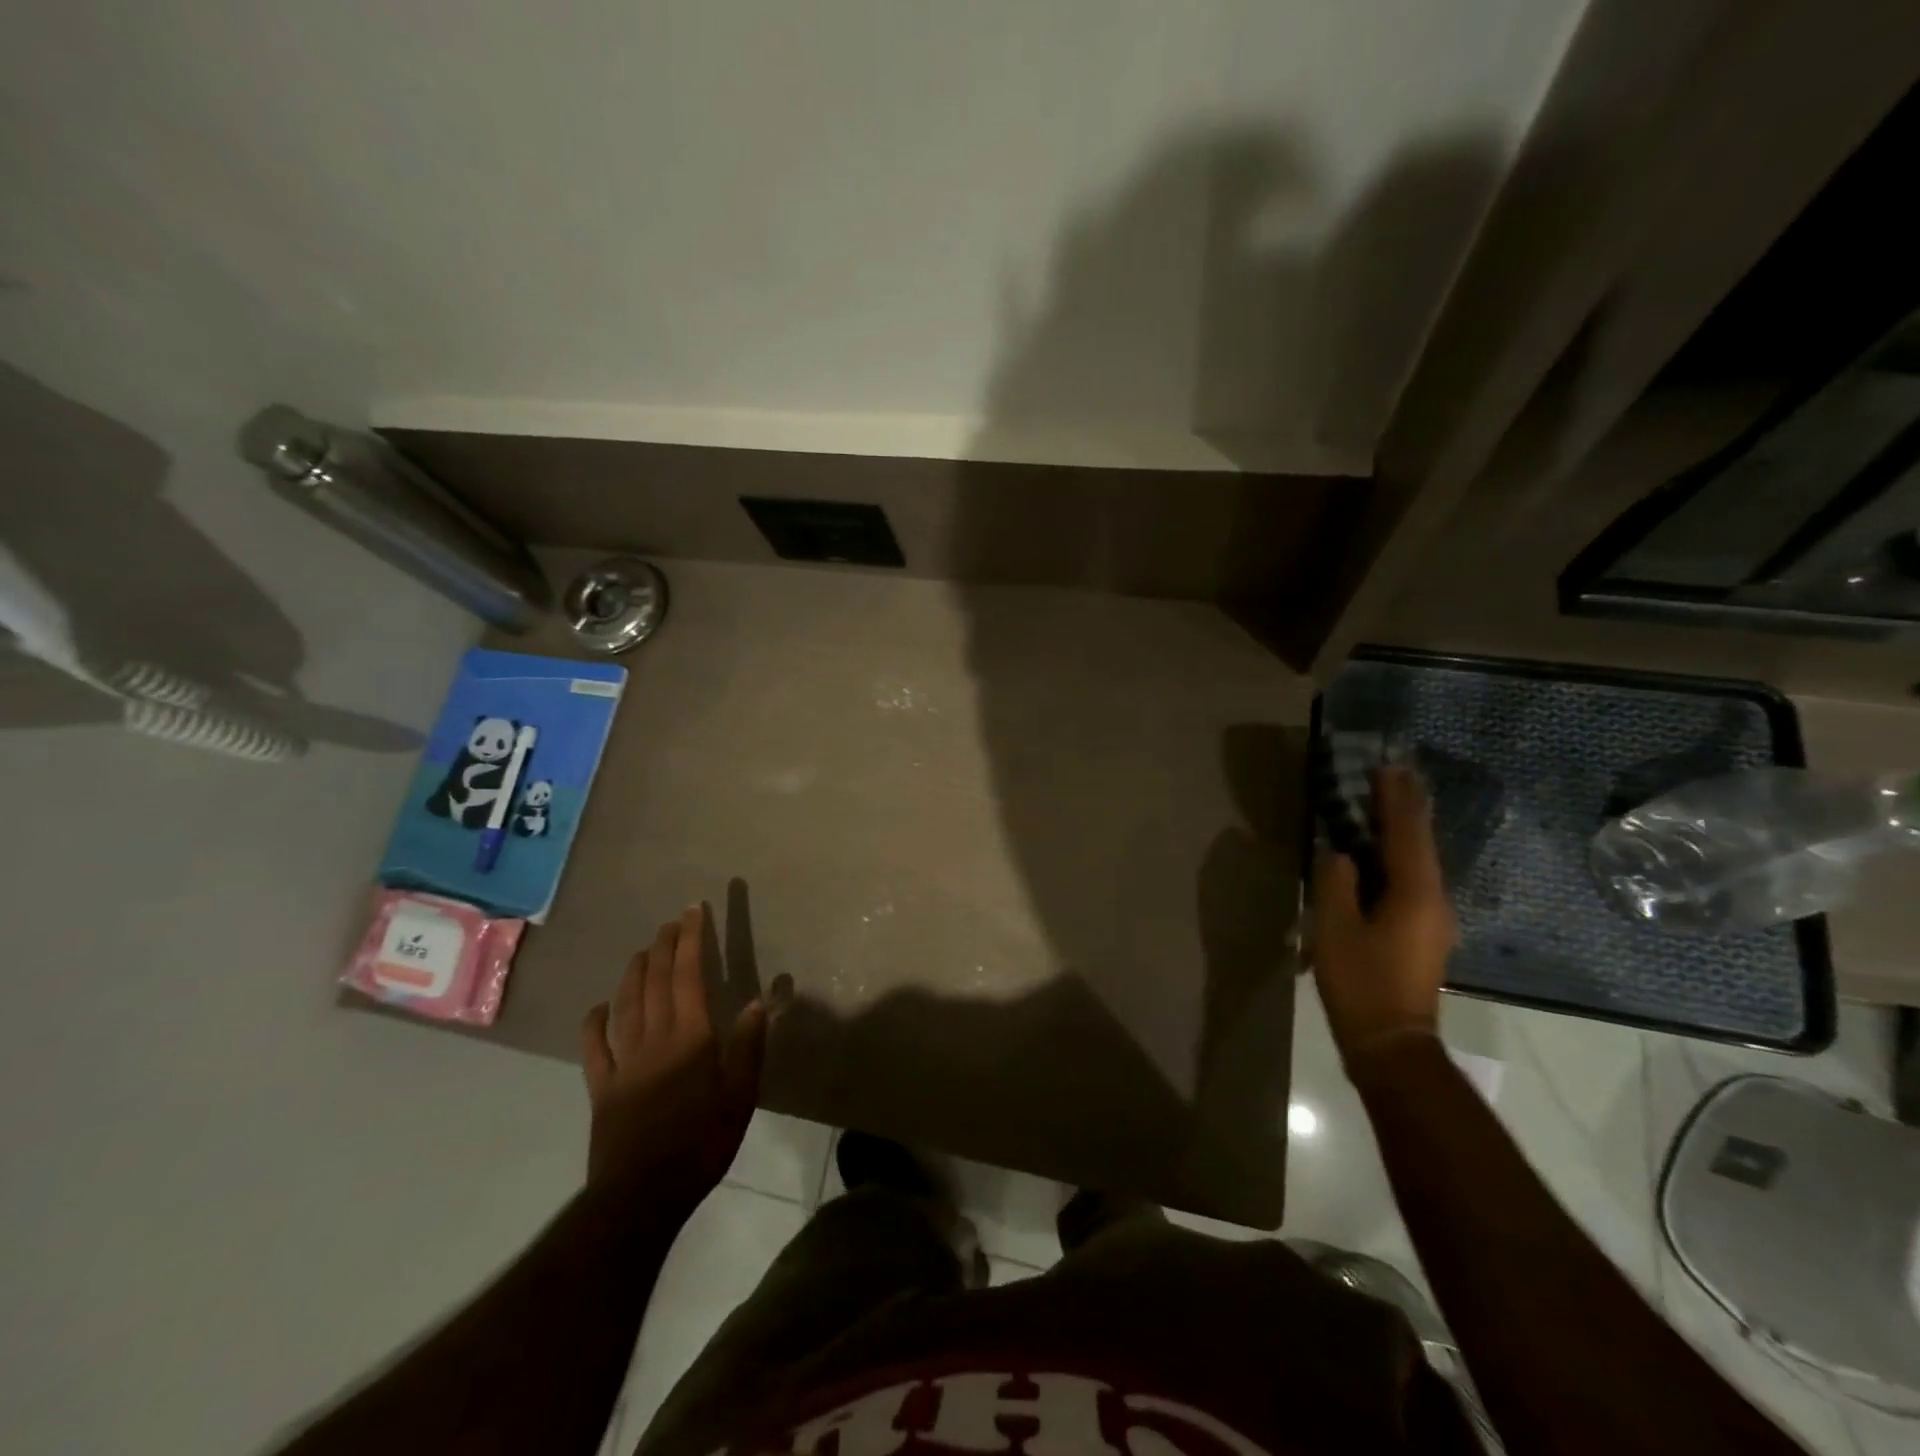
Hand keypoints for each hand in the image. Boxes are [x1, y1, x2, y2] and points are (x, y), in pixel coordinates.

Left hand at [580, 903, 766, 1211]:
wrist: (643, 1194)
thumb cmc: (702, 1142)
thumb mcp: (741, 1095)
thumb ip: (748, 1045)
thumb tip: (757, 1000)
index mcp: (690, 1037)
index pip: (690, 975)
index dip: (692, 940)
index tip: (694, 911)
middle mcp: (654, 1039)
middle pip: (657, 982)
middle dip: (665, 947)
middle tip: (672, 922)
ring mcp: (623, 1062)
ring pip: (626, 1005)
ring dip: (634, 973)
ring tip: (643, 951)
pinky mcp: (602, 1087)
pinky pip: (594, 1048)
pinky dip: (595, 1022)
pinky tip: (599, 1007)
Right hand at [1311, 766, 1457, 1063]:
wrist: (1391, 1042)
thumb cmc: (1359, 981)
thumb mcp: (1335, 928)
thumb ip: (1336, 882)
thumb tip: (1341, 855)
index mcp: (1415, 893)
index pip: (1405, 833)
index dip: (1395, 799)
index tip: (1389, 767)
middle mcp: (1434, 899)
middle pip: (1420, 843)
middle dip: (1407, 808)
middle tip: (1395, 775)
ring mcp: (1433, 918)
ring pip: (1418, 862)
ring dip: (1403, 831)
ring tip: (1387, 804)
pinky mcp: (1424, 933)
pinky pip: (1413, 880)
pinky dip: (1399, 856)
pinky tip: (1384, 853)